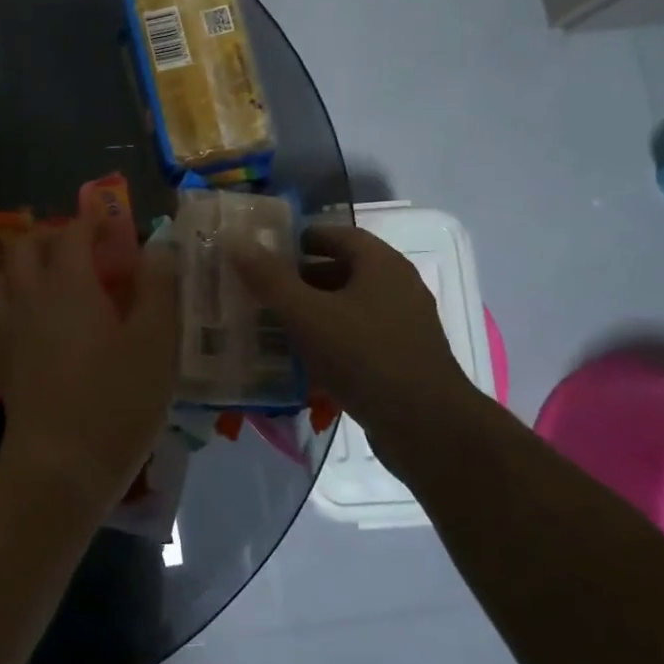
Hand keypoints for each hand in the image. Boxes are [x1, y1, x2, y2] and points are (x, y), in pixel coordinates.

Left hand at [0, 216, 179, 515]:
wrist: (59, 467)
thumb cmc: (116, 401)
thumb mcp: (156, 342)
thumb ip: (158, 288)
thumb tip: (157, 248)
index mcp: (68, 284)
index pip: (72, 232)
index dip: (93, 222)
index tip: (114, 227)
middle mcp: (29, 297)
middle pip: (26, 245)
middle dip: (53, 236)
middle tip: (85, 250)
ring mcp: (8, 329)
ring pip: (3, 276)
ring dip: (26, 265)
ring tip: (56, 279)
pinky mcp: (0, 360)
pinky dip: (15, 301)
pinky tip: (38, 322)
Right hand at [227, 225, 477, 438]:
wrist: (428, 428)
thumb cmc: (365, 357)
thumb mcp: (307, 314)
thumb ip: (269, 278)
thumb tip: (235, 240)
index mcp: (381, 264)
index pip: (336, 235)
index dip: (298, 239)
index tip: (263, 253)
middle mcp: (397, 287)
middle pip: (340, 271)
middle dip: (298, 280)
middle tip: (259, 292)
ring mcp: (403, 325)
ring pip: (347, 308)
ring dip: (311, 313)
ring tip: (271, 326)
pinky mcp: (402, 360)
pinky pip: (357, 339)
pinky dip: (328, 342)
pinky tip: (300, 362)